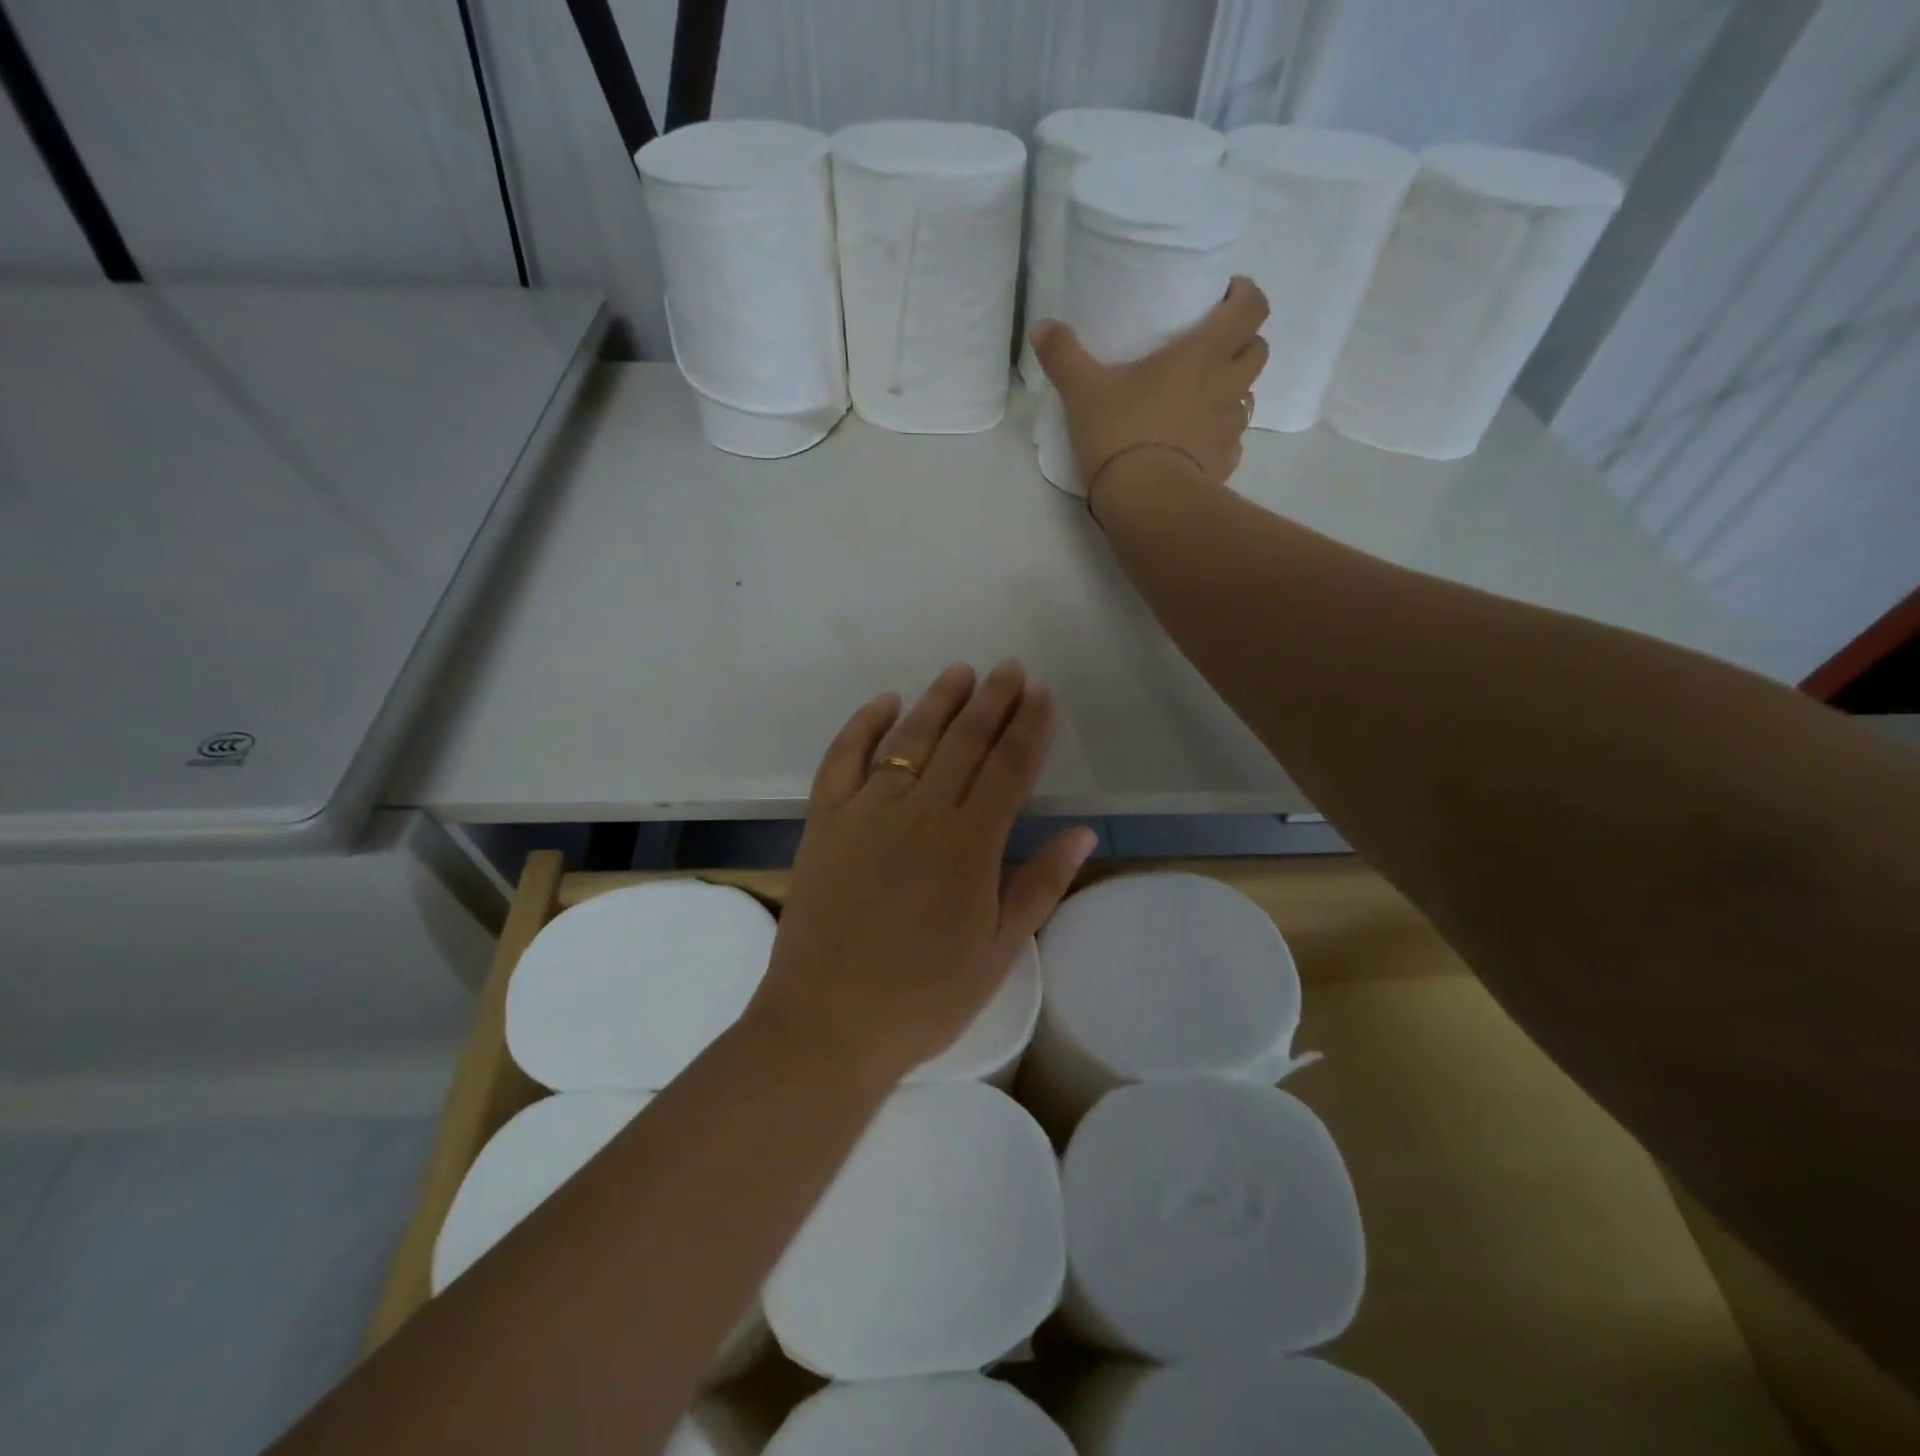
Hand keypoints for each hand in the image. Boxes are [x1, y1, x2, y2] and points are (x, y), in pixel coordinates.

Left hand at [746, 661, 1096, 1085]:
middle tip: (1010, 668)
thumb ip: (1040, 885)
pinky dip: (862, 725)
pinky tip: (883, 703)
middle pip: (964, 742)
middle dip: (992, 701)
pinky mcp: (824, 822)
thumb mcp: (998, 952)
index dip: (1030, 727)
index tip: (1043, 694)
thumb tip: (1082, 832)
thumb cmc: (924, 998)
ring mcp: (866, 812)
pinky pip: (842, 759)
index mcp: (969, 845)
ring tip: (960, 672)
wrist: (826, 1024)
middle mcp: (920, 812)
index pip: (1009, 768)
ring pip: (910, 739)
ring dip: (938, 701)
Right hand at [1030, 275, 1269, 510]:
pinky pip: (1232, 441)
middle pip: (1258, 350)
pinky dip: (1219, 435)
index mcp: (1204, 354)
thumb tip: (1041, 327)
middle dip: (1242, 342)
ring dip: (1232, 390)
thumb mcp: (1083, 391)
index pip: (1251, 308)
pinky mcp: (1224, 465)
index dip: (1245, 296)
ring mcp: (1230, 429)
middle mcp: (1228, 386)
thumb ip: (1063, 356)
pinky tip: (1194, 443)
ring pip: (1248, 397)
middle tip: (1211, 347)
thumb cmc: (1121, 433)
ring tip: (1200, 397)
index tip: (1224, 296)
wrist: (1146, 502)